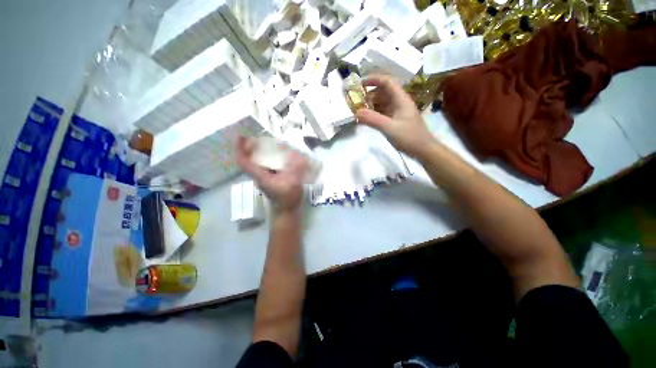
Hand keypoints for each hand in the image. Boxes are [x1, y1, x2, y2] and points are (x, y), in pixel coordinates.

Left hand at [236, 137, 307, 212]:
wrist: (287, 211)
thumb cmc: (287, 199)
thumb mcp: (293, 183)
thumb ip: (296, 169)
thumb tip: (300, 155)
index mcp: (261, 176)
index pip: (244, 162)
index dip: (239, 149)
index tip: (240, 136)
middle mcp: (260, 175)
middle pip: (249, 159)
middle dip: (250, 146)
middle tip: (257, 135)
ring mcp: (265, 177)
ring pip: (258, 161)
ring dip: (260, 151)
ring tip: (269, 141)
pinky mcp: (271, 178)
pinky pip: (267, 164)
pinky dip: (270, 157)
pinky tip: (280, 153)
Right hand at [356, 75, 437, 157]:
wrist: (423, 150)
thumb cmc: (409, 137)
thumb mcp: (389, 128)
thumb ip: (372, 119)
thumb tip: (356, 113)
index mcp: (401, 99)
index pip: (387, 82)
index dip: (373, 80)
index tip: (360, 83)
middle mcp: (400, 102)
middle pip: (383, 92)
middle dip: (370, 94)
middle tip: (356, 100)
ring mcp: (398, 112)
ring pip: (383, 103)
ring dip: (371, 104)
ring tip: (359, 109)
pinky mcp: (397, 121)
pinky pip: (383, 113)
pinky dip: (375, 114)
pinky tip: (367, 119)